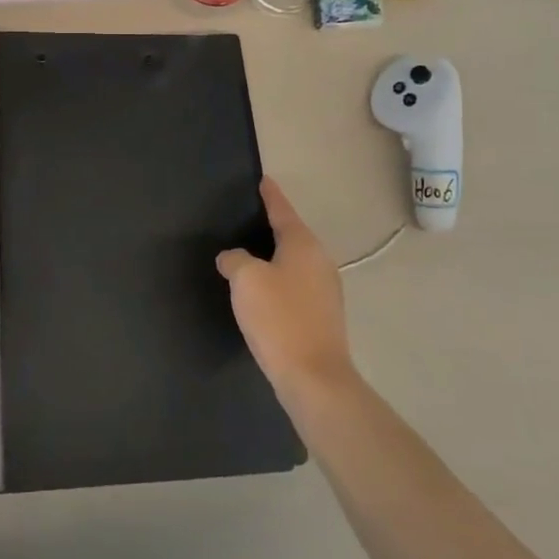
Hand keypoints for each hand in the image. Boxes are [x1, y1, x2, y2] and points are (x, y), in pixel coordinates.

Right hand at [217, 178, 354, 399]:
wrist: (314, 378)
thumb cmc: (279, 319)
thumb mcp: (246, 280)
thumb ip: (235, 260)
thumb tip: (233, 258)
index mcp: (303, 245)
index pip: (282, 210)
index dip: (270, 195)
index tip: (263, 180)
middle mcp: (320, 261)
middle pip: (292, 235)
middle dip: (272, 226)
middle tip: (248, 217)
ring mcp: (326, 290)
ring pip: (295, 262)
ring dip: (275, 257)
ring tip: (250, 255)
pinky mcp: (324, 316)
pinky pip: (296, 285)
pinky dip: (280, 281)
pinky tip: (263, 292)